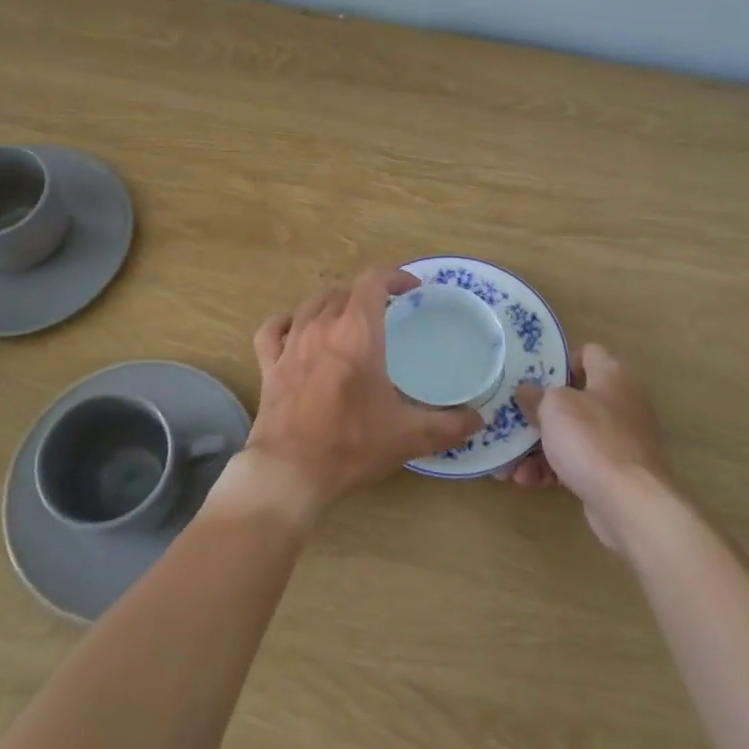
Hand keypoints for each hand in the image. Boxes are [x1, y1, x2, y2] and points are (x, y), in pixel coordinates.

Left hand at [240, 267, 482, 519]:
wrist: (290, 471)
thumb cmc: (351, 444)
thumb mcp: (408, 436)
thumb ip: (448, 426)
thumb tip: (479, 420)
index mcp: (357, 332)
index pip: (373, 282)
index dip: (394, 277)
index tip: (411, 289)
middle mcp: (321, 327)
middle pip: (344, 291)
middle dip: (367, 294)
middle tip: (386, 312)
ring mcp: (290, 344)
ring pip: (311, 304)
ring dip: (332, 304)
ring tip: (348, 318)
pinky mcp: (269, 364)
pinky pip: (274, 329)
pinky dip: (287, 323)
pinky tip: (296, 331)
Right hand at [497, 343, 674, 548]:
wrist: (630, 503)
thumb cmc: (591, 439)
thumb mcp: (553, 407)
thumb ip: (536, 395)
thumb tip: (526, 391)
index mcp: (613, 376)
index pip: (588, 352)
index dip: (560, 360)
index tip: (533, 376)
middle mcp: (621, 403)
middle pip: (574, 398)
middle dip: (539, 411)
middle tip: (512, 418)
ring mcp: (619, 440)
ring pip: (571, 434)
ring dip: (537, 446)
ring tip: (508, 462)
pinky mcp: (614, 472)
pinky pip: (576, 462)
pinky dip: (552, 469)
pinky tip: (526, 480)